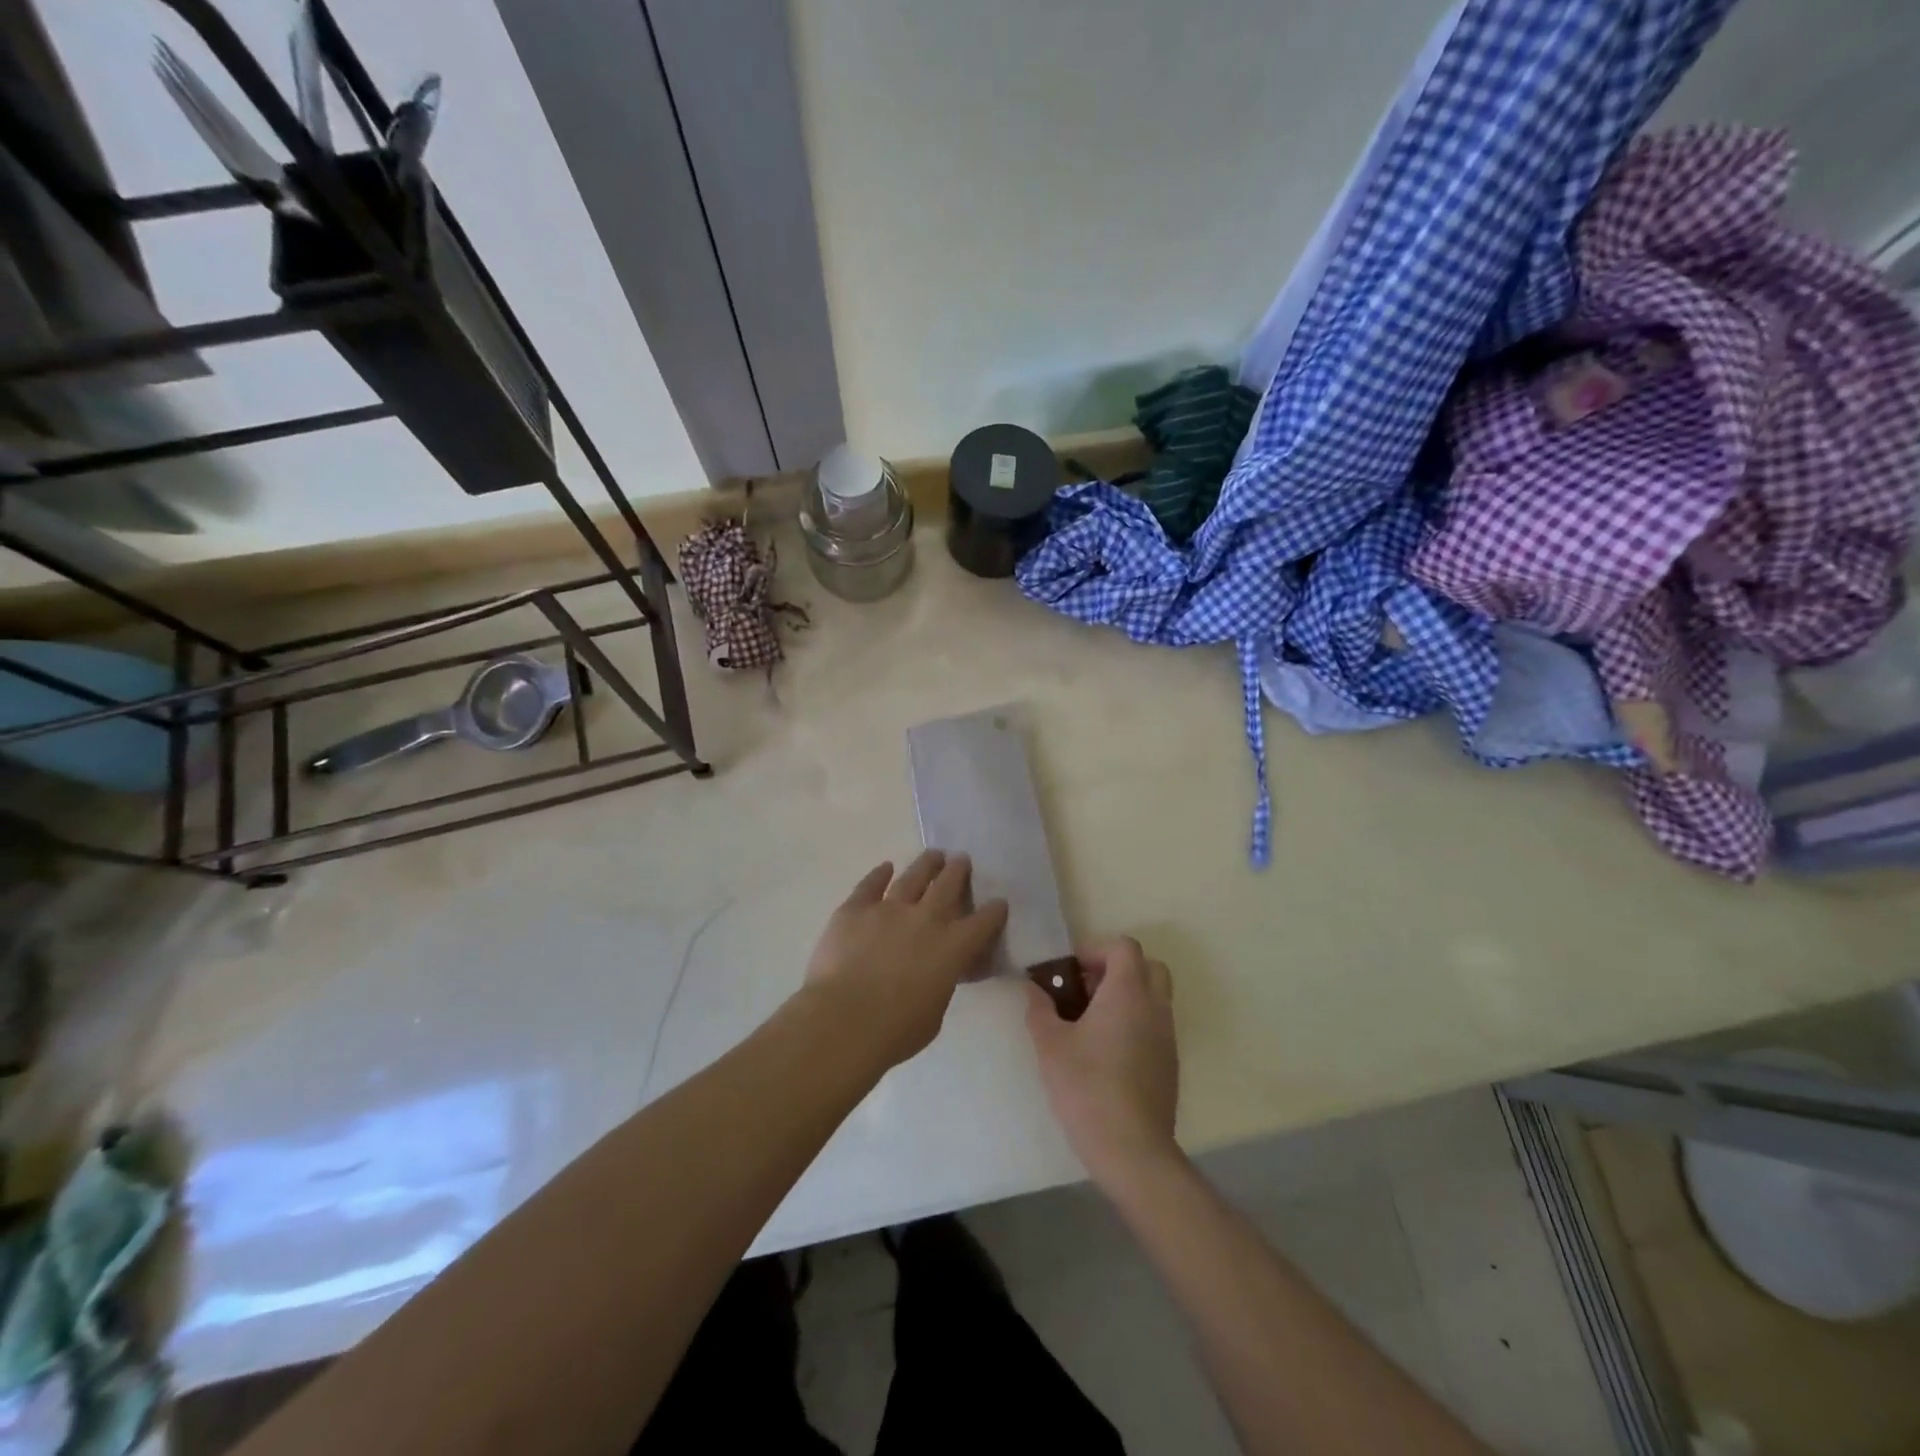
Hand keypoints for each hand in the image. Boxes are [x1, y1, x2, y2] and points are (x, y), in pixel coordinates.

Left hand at [803, 852, 1008, 1069]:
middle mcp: (925, 919)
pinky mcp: (855, 909)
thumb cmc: (895, 1030)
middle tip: (961, 860)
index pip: (982, 923)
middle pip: (947, 886)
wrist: (844, 1019)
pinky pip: (870, 885)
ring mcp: (888, 909)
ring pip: (913, 877)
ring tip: (934, 854)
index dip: (994, 911)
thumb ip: (940, 985)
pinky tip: (885, 867)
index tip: (999, 903)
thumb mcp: (934, 1014)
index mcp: (952, 948)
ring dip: (926, 865)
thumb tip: (935, 975)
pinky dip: (879, 874)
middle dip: (958, 871)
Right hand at [1026, 936, 1179, 1187]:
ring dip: (1127, 997)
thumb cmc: (1087, 1087)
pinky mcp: (1170, 1063)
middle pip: (1148, 966)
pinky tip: (1107, 1052)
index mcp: (1127, 992)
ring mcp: (1167, 1036)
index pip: (1124, 947)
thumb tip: (1032, 988)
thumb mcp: (1050, 1045)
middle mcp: (1154, 1006)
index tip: (1070, 971)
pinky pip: (1156, 1025)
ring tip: (1091, 1022)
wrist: (1132, 1149)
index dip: (1096, 950)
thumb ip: (1039, 1009)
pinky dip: (1135, 1023)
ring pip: (1154, 997)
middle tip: (1085, 990)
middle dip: (1117, 969)